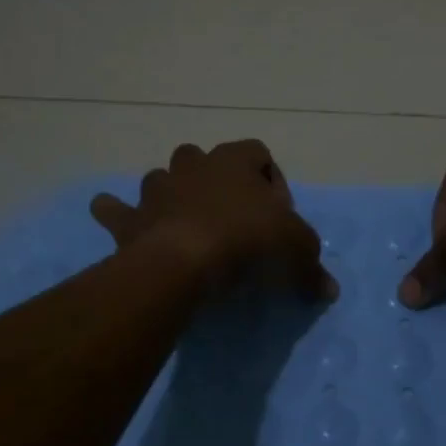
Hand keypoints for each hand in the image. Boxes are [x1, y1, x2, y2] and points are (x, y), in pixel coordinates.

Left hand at [91, 140, 337, 300]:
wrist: (185, 261)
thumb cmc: (247, 241)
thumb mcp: (296, 251)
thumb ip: (313, 266)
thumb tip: (329, 291)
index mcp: (234, 161)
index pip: (258, 154)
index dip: (271, 180)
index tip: (278, 215)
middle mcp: (193, 165)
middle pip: (205, 159)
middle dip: (216, 181)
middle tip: (231, 217)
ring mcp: (157, 188)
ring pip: (162, 178)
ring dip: (172, 194)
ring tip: (184, 223)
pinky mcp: (131, 218)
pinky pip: (115, 208)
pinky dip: (116, 213)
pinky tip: (117, 219)